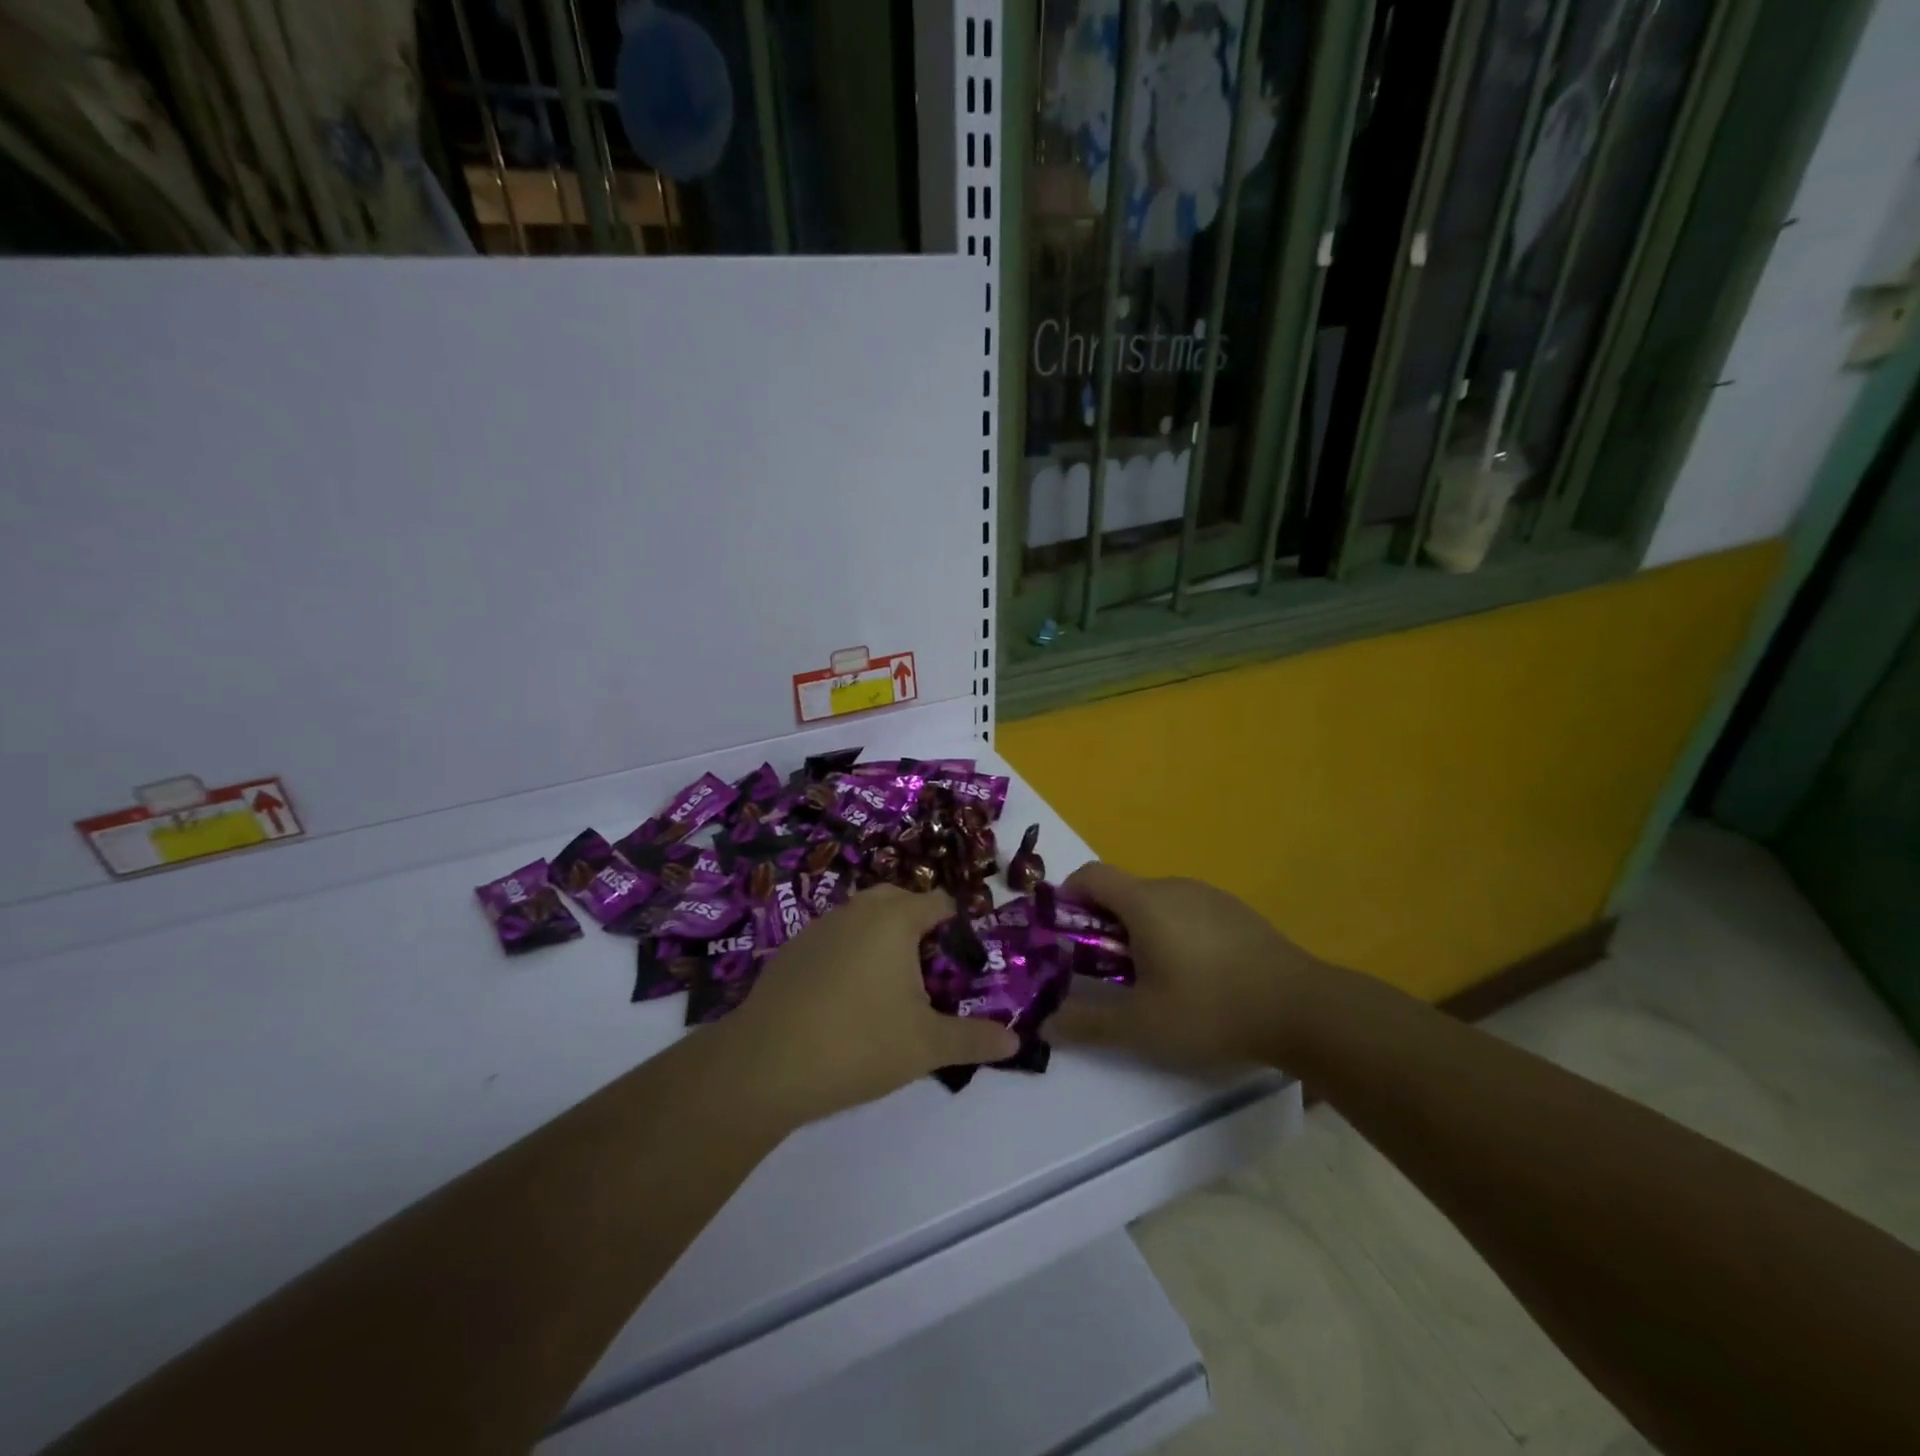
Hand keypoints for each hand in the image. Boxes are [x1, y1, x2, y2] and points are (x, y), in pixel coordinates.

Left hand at [722, 886, 1020, 1120]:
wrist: (765, 1063)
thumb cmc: (858, 1043)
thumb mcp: (926, 1046)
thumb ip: (974, 1039)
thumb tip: (1015, 1043)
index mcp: (895, 919)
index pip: (938, 903)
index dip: (957, 927)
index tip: (964, 963)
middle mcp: (857, 910)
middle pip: (898, 900)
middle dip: (918, 925)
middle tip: (929, 971)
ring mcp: (819, 927)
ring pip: (862, 917)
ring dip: (880, 938)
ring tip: (890, 986)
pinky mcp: (791, 950)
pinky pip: (833, 938)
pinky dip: (848, 954)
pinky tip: (845, 999)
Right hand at [1050, 863, 1320, 1069]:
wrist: (1303, 1008)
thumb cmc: (1211, 1009)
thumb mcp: (1142, 1026)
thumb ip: (1089, 1023)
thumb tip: (1045, 1024)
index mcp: (1144, 902)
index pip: (1091, 875)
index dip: (1067, 896)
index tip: (1063, 932)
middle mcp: (1174, 886)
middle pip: (1122, 891)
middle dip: (1103, 924)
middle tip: (1105, 970)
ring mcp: (1209, 896)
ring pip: (1157, 902)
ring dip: (1139, 929)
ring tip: (1151, 978)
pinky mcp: (1236, 911)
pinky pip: (1188, 911)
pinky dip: (1173, 932)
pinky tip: (1195, 975)